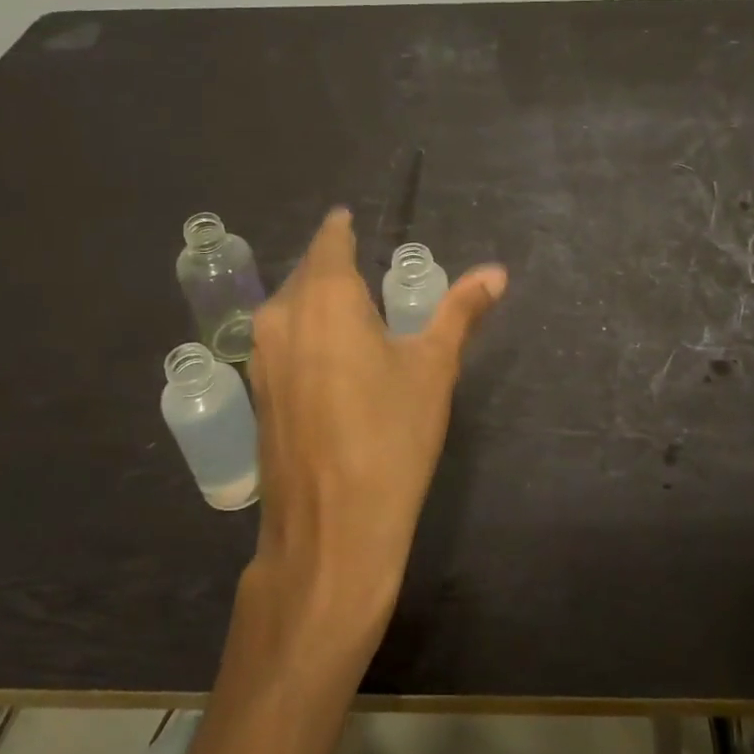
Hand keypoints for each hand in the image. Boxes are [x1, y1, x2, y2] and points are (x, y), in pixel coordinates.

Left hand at [239, 209, 505, 672]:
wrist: (331, 531)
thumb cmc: (390, 439)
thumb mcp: (433, 368)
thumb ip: (460, 312)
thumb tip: (496, 273)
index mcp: (325, 297)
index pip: (330, 241)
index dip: (343, 229)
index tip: (355, 222)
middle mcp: (281, 316)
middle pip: (308, 272)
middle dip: (334, 265)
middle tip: (369, 271)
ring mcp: (261, 356)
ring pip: (290, 307)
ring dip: (318, 300)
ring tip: (355, 311)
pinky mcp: (257, 392)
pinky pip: (282, 340)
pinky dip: (306, 333)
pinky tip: (332, 358)